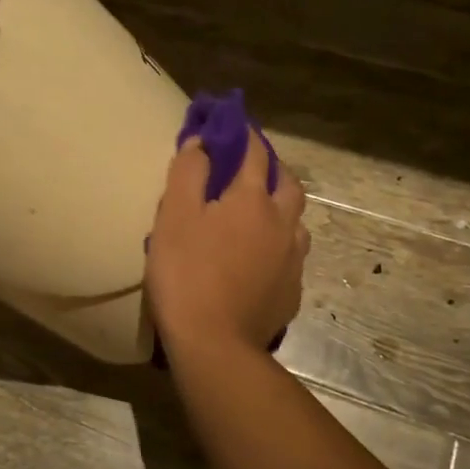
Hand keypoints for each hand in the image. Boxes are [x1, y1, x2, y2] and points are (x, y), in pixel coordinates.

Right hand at [146, 129, 308, 354]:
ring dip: (281, 207)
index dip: (244, 134)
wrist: (215, 345)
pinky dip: (278, 243)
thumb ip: (188, 173)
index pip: (255, 153)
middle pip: (288, 183)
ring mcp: (292, 259)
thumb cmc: (186, 274)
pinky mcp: (292, 291)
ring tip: (259, 214)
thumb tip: (201, 142)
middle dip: (271, 167)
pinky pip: (291, 255)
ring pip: (296, 221)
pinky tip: (261, 257)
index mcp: (252, 200)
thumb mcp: (173, 217)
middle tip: (250, 168)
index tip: (233, 123)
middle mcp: (282, 223)